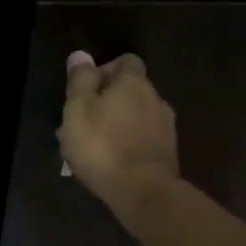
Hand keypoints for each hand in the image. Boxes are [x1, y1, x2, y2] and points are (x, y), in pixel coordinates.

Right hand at [60, 50, 181, 221]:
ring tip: (95, 143)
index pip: (125, 61)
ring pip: (137, 114)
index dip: (104, 70)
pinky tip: (112, 158)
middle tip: (83, 120)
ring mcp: (165, 126)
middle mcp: (155, 98)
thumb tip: (81, 55)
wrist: (143, 191)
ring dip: (118, 121)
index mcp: (133, 83)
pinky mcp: (167, 151)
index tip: (86, 89)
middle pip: (131, 88)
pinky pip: (143, 136)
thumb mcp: (78, 108)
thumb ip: (80, 80)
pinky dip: (129, 140)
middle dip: (109, 99)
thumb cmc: (102, 145)